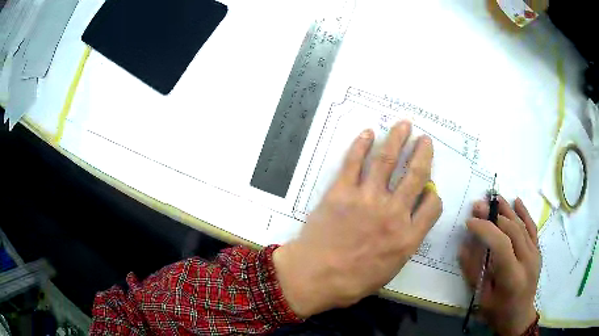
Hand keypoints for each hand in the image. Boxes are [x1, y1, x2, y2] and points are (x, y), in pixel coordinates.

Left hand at [274, 121, 441, 317]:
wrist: (314, 277)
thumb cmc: (352, 282)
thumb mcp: (390, 270)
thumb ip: (405, 243)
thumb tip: (412, 220)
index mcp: (407, 236)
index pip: (433, 206)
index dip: (433, 194)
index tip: (429, 188)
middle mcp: (393, 213)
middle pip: (415, 175)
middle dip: (423, 154)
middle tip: (425, 139)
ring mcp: (367, 199)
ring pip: (387, 161)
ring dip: (397, 139)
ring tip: (404, 125)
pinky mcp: (341, 191)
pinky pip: (353, 162)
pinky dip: (361, 145)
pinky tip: (368, 133)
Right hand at [460, 197, 539, 335]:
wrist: (520, 317)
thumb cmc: (498, 312)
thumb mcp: (482, 297)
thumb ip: (474, 271)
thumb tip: (464, 246)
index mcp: (512, 277)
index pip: (501, 245)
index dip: (485, 230)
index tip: (470, 222)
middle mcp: (527, 261)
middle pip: (512, 230)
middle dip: (494, 216)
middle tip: (478, 206)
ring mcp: (535, 254)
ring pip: (522, 226)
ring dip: (507, 210)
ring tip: (493, 197)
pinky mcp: (538, 251)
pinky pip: (532, 228)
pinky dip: (525, 213)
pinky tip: (517, 201)